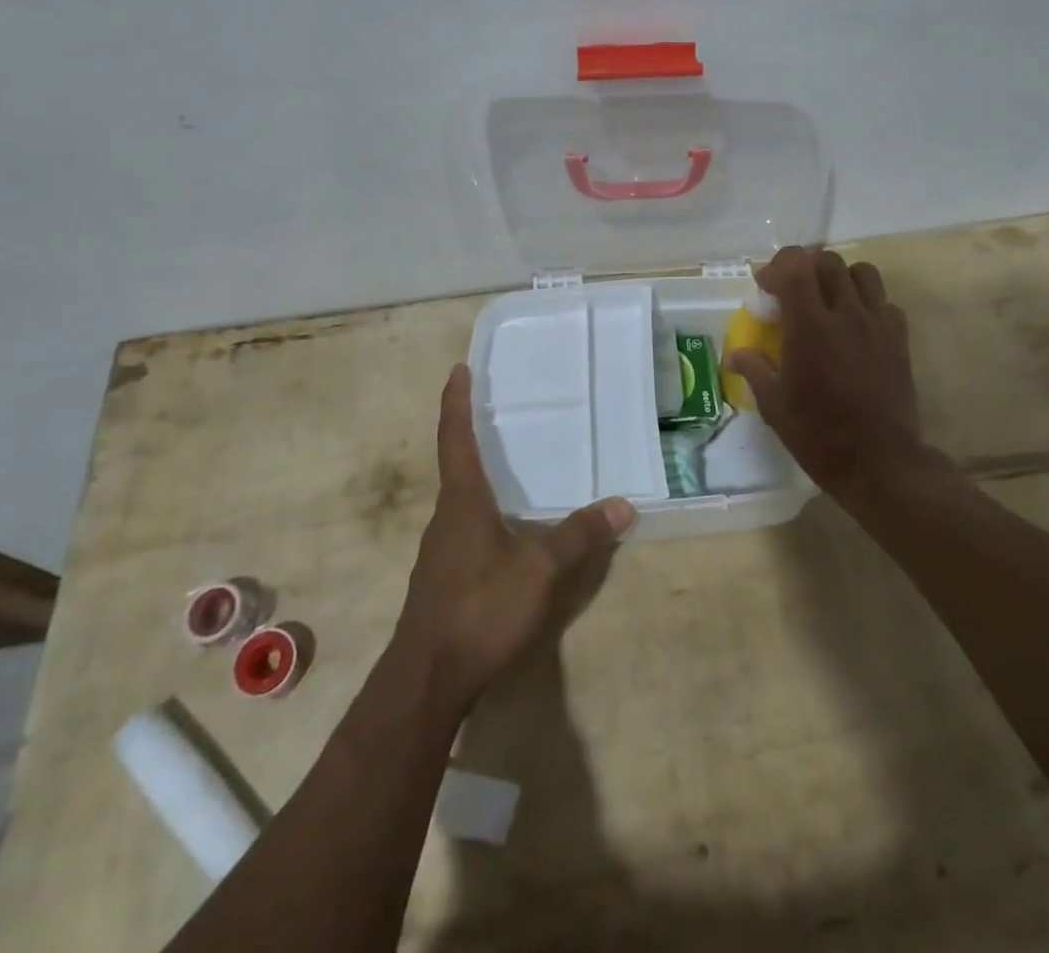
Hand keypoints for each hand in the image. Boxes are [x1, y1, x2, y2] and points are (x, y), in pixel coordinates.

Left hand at [396, 365, 633, 709]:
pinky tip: (507, 528)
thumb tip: (622, 505)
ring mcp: (440, 549)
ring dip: (480, 476)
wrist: (426, 679)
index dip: (456, 402)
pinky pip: (464, 527)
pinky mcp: (443, 576)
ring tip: (511, 465)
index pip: (455, 438)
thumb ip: (579, 537)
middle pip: (456, 464)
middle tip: (499, 410)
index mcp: (462, 501)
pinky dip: (484, 511)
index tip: (458, 369)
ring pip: (461, 499)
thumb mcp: (540, 571)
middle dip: (472, 434)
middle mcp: (446, 516)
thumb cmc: (481, 609)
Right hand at [725, 246, 921, 492]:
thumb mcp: (774, 405)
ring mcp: (877, 324)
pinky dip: (867, 304)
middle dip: (805, 268)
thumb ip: (754, 369)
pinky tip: (855, 328)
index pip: (795, 265)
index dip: (777, 267)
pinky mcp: (899, 339)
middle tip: (793, 294)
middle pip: (828, 261)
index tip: (767, 290)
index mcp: (809, 327)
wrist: (879, 462)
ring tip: (828, 302)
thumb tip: (735, 355)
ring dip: (839, 278)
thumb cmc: (819, 435)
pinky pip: (884, 302)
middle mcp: (846, 315)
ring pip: (862, 272)